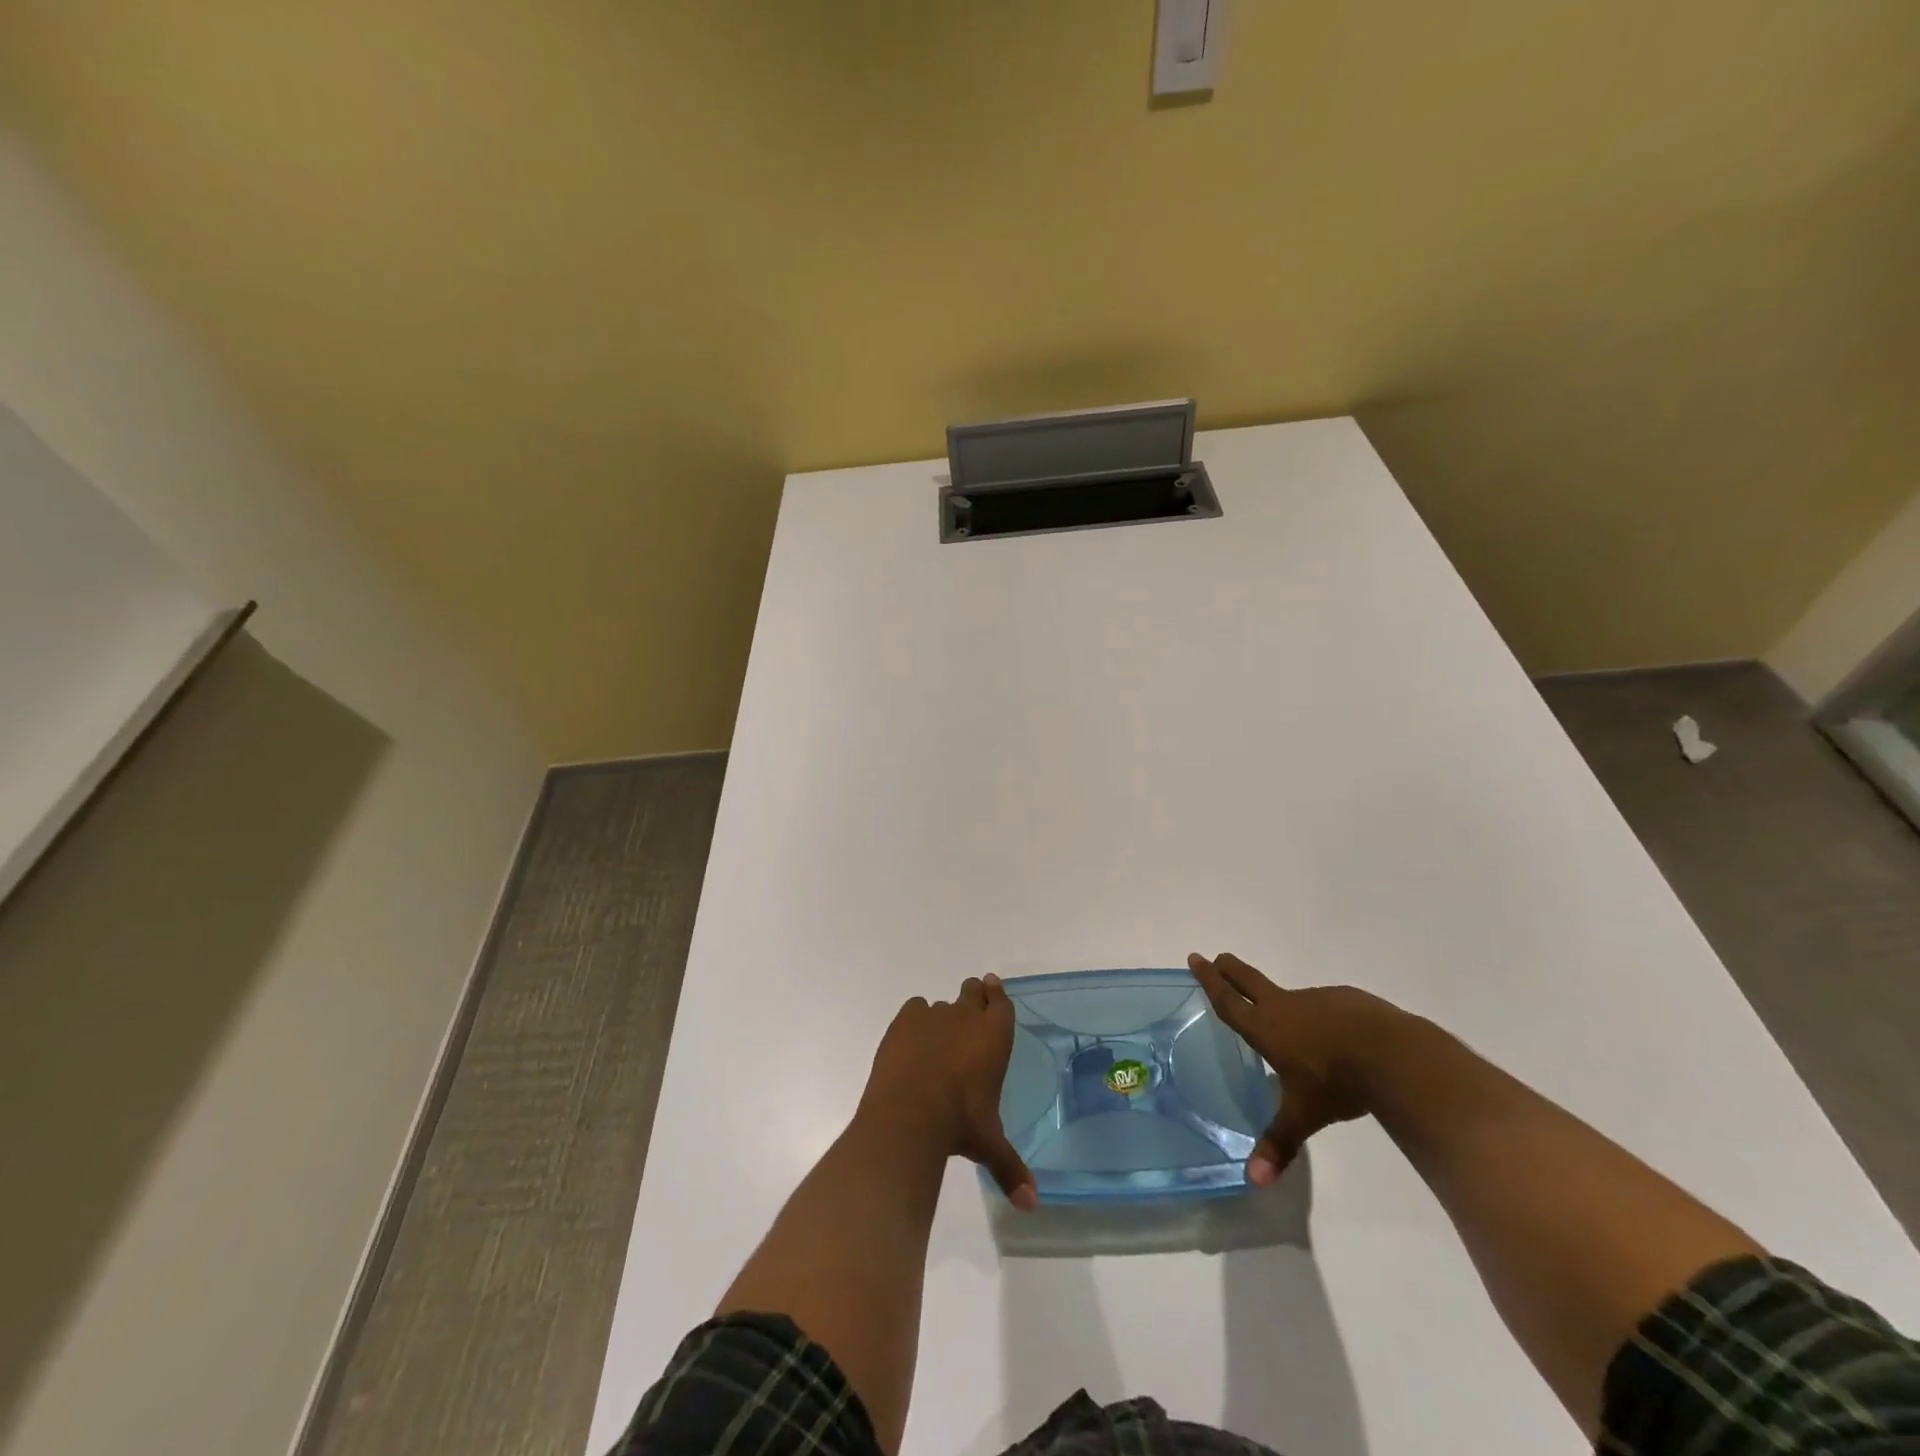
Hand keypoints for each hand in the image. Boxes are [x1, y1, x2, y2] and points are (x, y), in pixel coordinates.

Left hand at [859, 974, 1037, 1210]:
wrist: (910, 1114)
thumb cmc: (960, 1124)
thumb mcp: (989, 1145)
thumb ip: (1010, 1168)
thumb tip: (1032, 1206)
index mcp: (994, 1037)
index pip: (1001, 1002)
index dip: (996, 994)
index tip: (992, 986)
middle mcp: (967, 1017)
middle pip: (973, 992)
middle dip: (973, 996)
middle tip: (969, 1007)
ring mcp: (934, 1015)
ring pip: (942, 1005)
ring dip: (942, 1018)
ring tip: (936, 1042)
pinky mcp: (905, 1020)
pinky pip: (915, 1009)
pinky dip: (915, 1021)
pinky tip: (912, 1042)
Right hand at [1188, 951, 1392, 1185]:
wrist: (1393, 1055)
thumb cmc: (1337, 1082)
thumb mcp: (1305, 1115)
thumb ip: (1280, 1143)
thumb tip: (1254, 1182)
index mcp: (1267, 1028)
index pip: (1229, 1001)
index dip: (1209, 980)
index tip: (1196, 958)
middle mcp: (1286, 1006)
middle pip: (1250, 980)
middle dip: (1231, 969)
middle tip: (1218, 957)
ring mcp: (1318, 999)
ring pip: (1292, 997)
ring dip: (1282, 1003)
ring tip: (1290, 1024)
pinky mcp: (1348, 1000)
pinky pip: (1327, 1007)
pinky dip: (1322, 1017)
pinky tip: (1338, 1040)